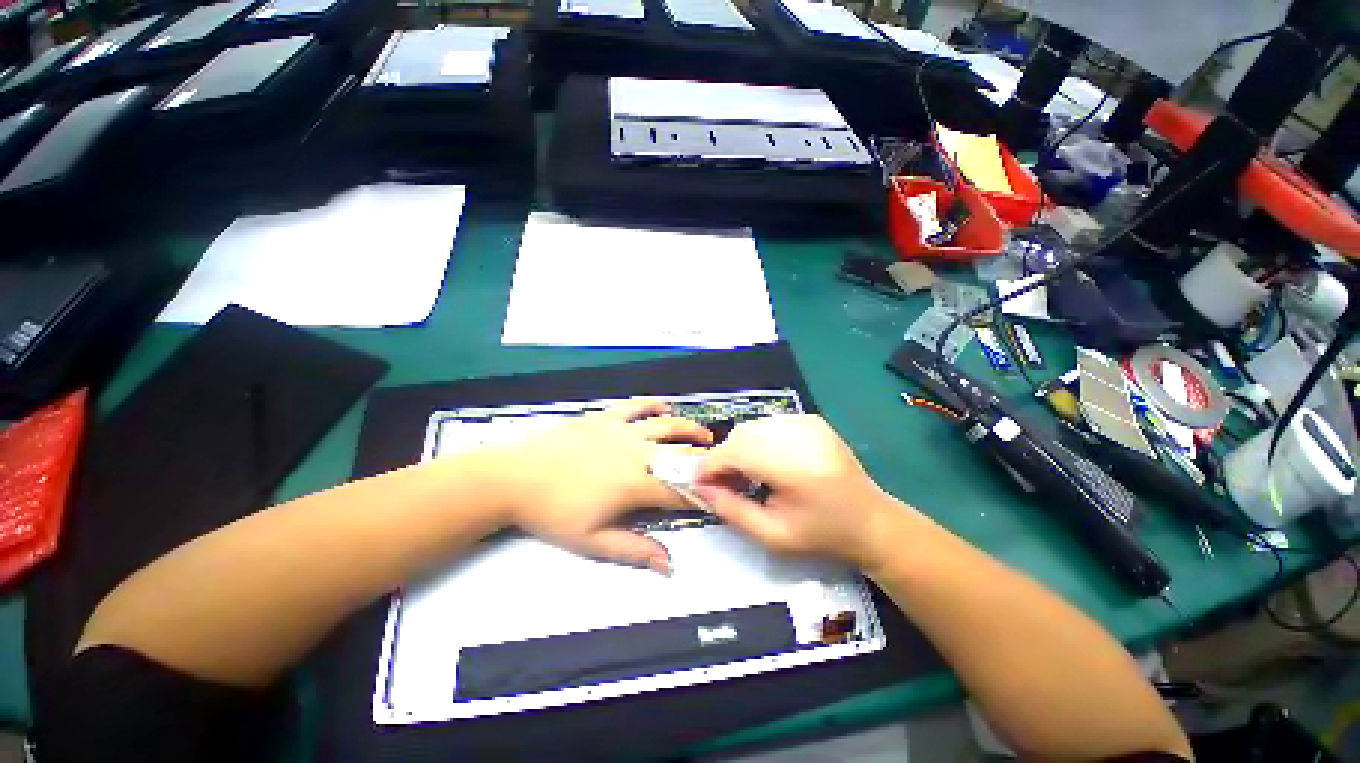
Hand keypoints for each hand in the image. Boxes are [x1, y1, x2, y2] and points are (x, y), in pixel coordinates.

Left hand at [494, 399, 712, 573]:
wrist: (514, 477)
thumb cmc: (553, 512)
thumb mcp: (592, 541)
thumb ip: (634, 551)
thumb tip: (669, 565)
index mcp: (636, 484)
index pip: (681, 490)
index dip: (704, 493)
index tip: (723, 494)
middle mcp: (637, 452)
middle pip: (681, 454)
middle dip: (707, 459)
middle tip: (722, 463)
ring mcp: (622, 431)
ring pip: (666, 426)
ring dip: (689, 430)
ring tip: (705, 435)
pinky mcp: (605, 417)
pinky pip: (636, 406)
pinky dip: (654, 405)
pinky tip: (665, 407)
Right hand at [692, 415, 910, 567]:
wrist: (872, 521)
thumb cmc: (822, 535)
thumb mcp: (773, 536)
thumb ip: (731, 510)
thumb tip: (699, 488)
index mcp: (794, 466)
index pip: (735, 453)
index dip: (709, 466)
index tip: (696, 482)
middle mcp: (799, 435)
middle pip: (741, 436)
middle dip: (723, 458)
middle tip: (721, 484)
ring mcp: (807, 422)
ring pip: (751, 428)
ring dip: (738, 449)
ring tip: (744, 475)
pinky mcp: (811, 420)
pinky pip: (768, 425)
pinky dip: (756, 442)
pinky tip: (764, 463)